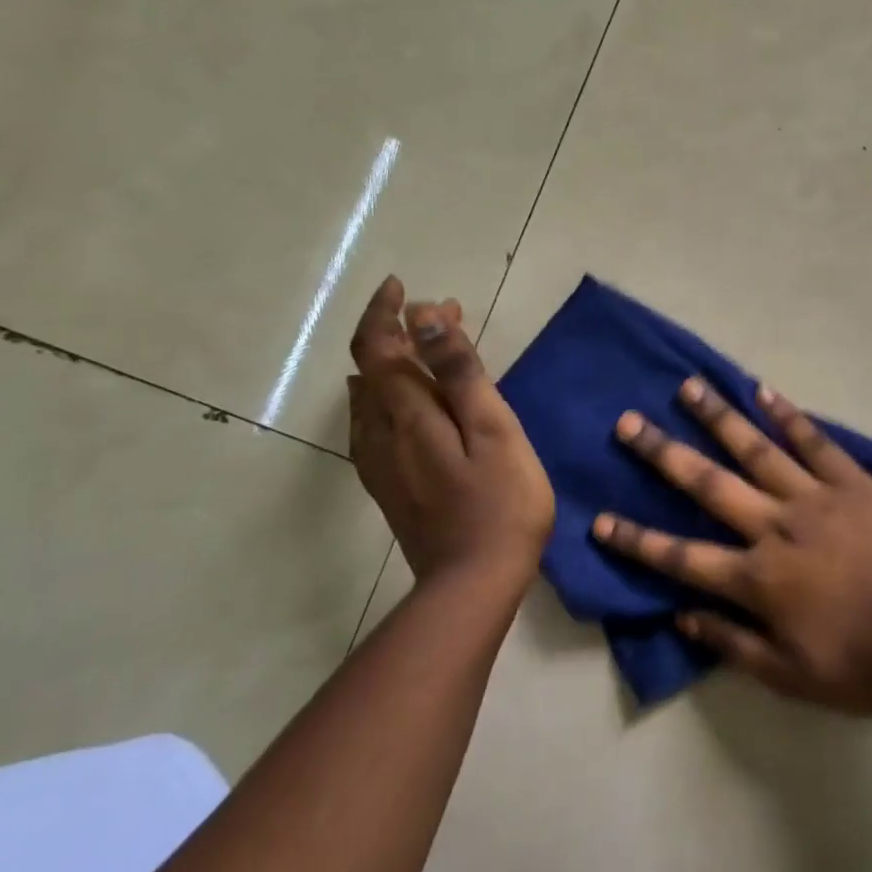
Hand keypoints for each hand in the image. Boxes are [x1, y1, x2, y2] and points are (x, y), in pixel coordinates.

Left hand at [347, 276, 554, 589]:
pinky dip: (388, 395)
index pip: (379, 348)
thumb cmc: (500, 502)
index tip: (404, 287)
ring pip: (371, 398)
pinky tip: (403, 402)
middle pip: (374, 369)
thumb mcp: (493, 429)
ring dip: (396, 362)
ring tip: (431, 346)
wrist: (473, 585)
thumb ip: (459, 372)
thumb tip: (425, 317)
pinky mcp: (391, 485)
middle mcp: (382, 433)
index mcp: (408, 415)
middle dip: (400, 332)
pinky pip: (374, 424)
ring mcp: (382, 463)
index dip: (385, 312)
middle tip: (444, 312)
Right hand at [593, 379, 871, 713]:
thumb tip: (682, 617)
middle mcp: (774, 526)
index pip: (682, 557)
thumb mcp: (790, 676)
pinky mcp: (849, 480)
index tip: (599, 519)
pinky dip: (787, 414)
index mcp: (757, 578)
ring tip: (689, 387)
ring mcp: (813, 496)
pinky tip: (763, 390)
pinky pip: (813, 440)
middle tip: (629, 422)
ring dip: (718, 417)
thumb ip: (733, 644)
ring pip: (755, 449)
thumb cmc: (863, 662)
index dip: (637, 540)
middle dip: (663, 454)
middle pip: (708, 485)